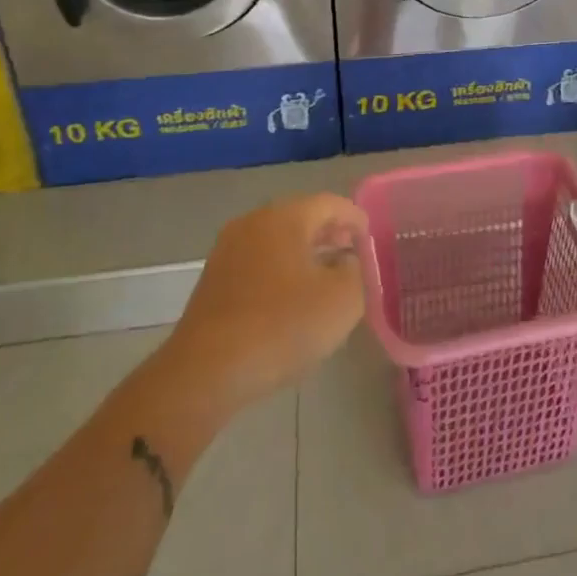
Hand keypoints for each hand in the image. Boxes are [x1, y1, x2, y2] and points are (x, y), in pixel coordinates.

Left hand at [163, 194, 367, 412]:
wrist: (206, 372)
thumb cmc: (282, 326)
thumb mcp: (342, 300)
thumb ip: (357, 271)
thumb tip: (348, 261)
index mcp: (285, 218)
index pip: (330, 203)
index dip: (356, 218)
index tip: (371, 241)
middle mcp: (253, 223)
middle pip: (301, 217)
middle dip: (330, 233)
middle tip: (352, 255)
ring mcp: (228, 250)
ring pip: (277, 240)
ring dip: (305, 252)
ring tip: (326, 278)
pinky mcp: (214, 279)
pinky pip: (258, 261)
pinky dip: (281, 269)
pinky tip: (293, 298)